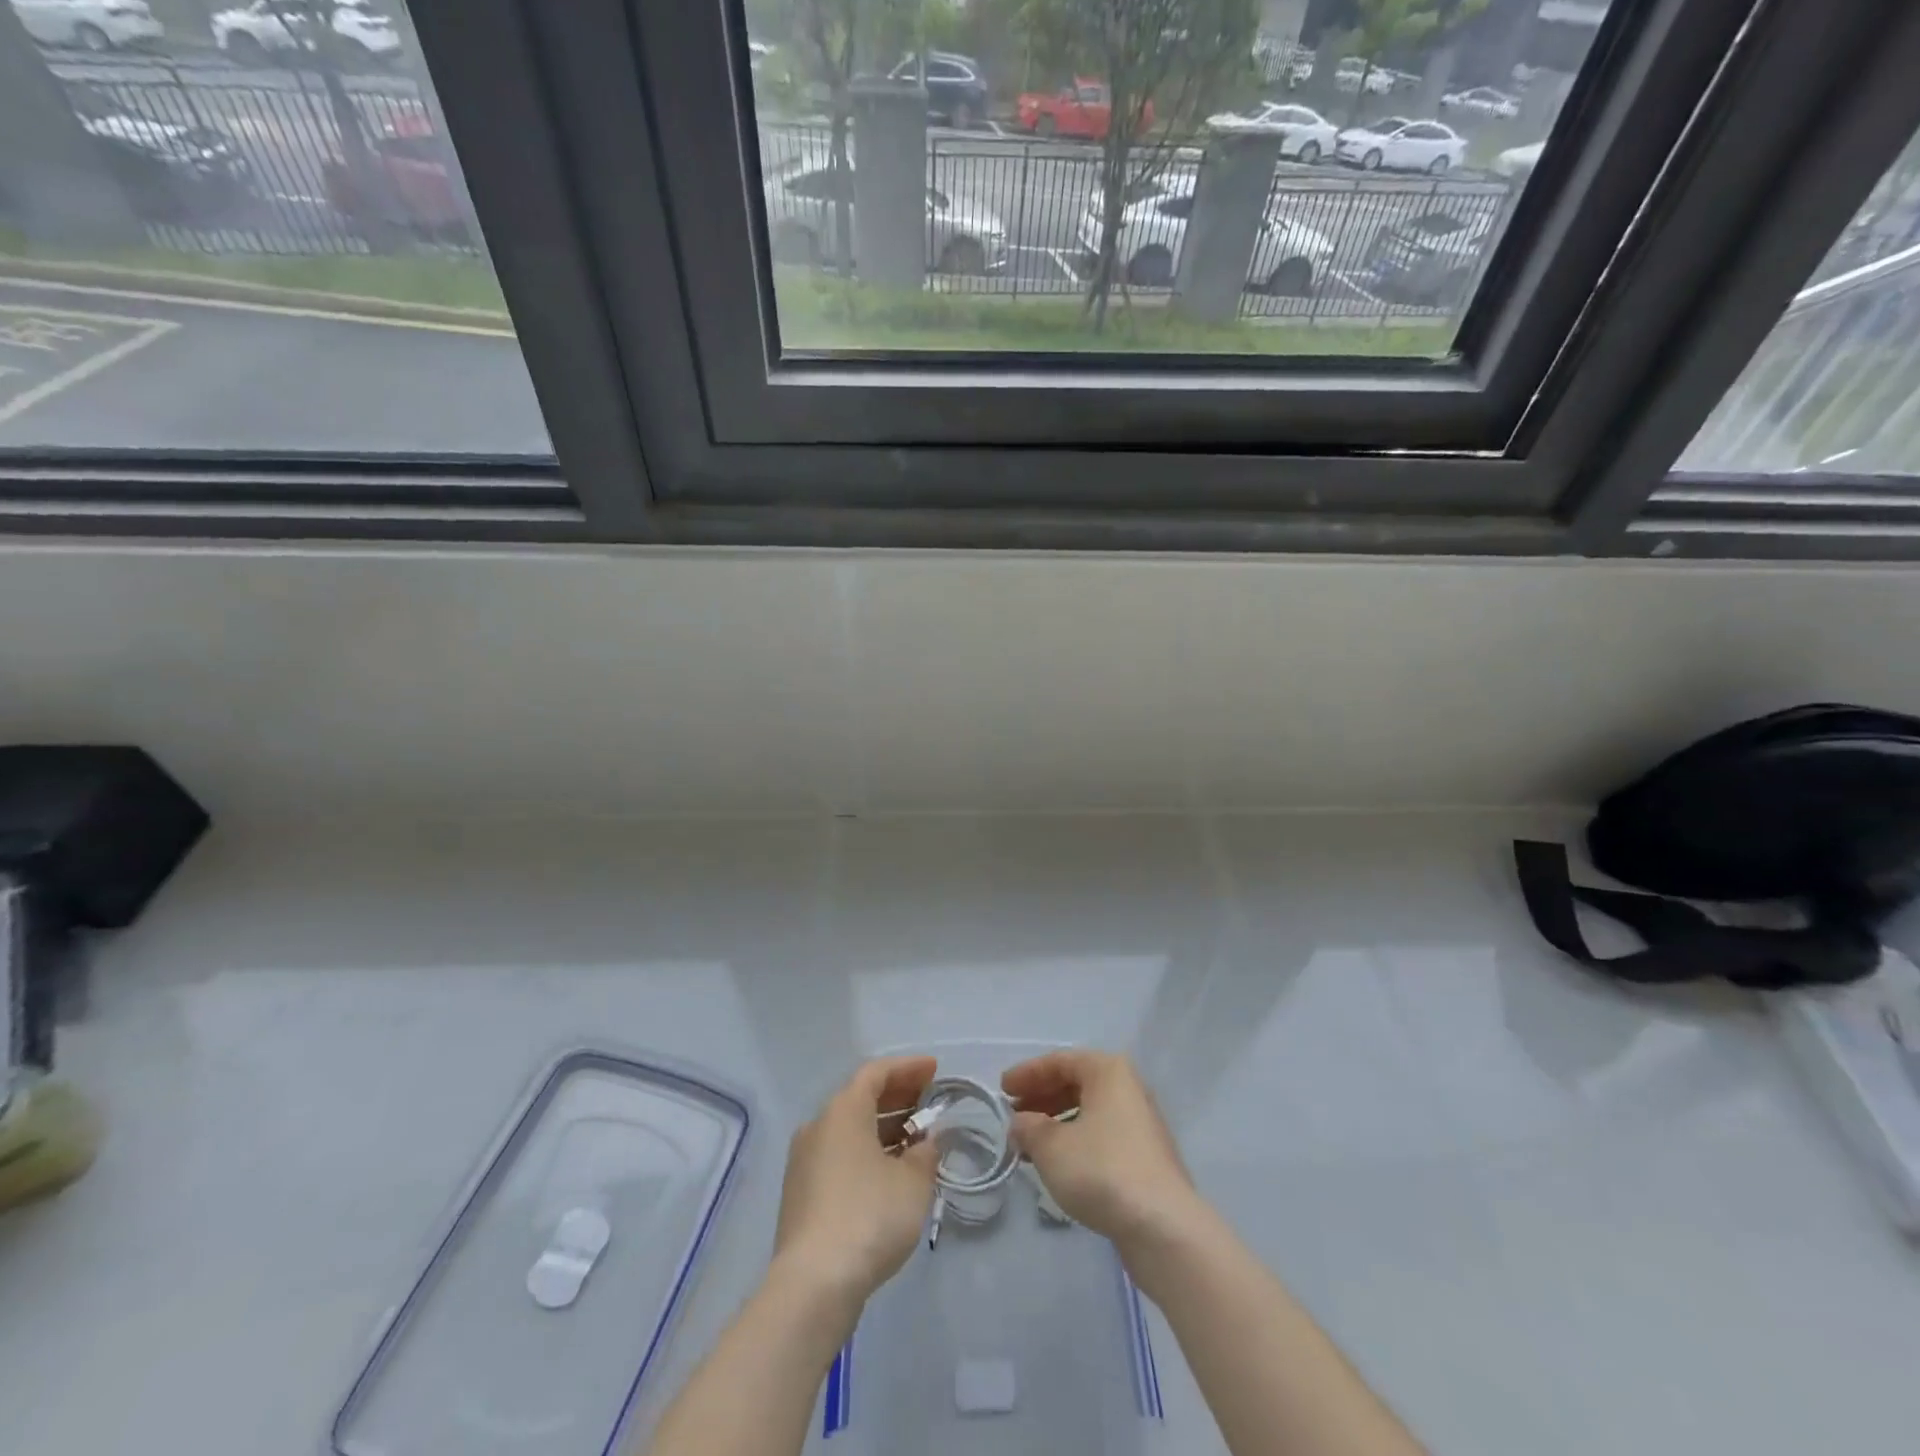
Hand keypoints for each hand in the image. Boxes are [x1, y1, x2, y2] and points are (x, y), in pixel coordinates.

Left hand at [773, 1056, 939, 1307]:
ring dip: (883, 1128)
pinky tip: (890, 1173)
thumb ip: (924, 1154)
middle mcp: (818, 1126)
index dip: (908, 1068)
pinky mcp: (800, 1194)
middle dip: (897, 1097)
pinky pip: (839, 1156)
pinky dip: (867, 1153)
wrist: (813, 1284)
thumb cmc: (869, 1216)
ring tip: (916, 1140)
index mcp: (843, 1110)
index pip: (876, 1073)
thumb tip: (925, 1142)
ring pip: (849, 1130)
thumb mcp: (913, 1182)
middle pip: (860, 1098)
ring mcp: (804, 1161)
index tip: (934, 1070)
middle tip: (929, 1102)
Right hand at [1002, 1049, 1200, 1248]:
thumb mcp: (1051, 1146)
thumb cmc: (1101, 1170)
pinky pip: (1102, 1136)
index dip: (1027, 1073)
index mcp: (1108, 1071)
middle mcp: (1128, 1089)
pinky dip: (1076, 1142)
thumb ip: (1028, 1127)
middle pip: (1076, 1083)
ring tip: (1029, 1145)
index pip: (1060, 1061)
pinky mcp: (1146, 1158)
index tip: (1002, 1090)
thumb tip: (1020, 1124)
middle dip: (1041, 1098)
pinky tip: (1058, 1165)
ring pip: (1089, 1112)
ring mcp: (1141, 1124)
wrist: (1162, 1227)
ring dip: (1056, 1123)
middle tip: (1014, 1116)